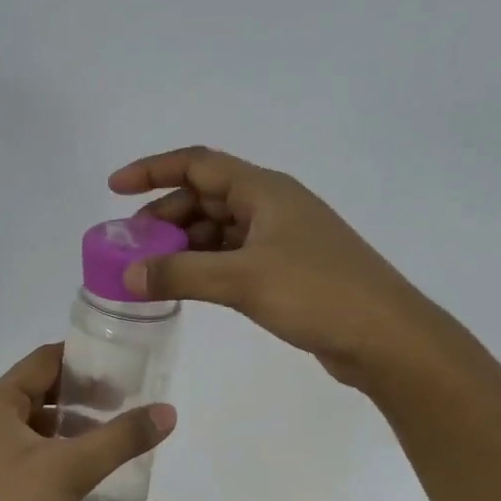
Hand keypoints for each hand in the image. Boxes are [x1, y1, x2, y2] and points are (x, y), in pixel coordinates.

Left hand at [0, 344, 175, 500]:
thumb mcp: (72, 470)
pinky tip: (79, 472)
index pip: (44, 360)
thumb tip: (168, 411)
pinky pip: (22, 454)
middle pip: (37, 390)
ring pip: (30, 426)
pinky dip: (52, 452)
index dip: (84, 359)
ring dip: (68, 426)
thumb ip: (122, 437)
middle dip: (80, 394)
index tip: (123, 367)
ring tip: (109, 435)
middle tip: (125, 401)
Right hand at [110, 146, 439, 387]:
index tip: (113, 188)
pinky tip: (186, 286)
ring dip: (183, 244)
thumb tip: (126, 276)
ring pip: (219, 229)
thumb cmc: (317, 292)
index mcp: (264, 189)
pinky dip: (205, 265)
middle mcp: (272, 205)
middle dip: (164, 215)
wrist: (386, 337)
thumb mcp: (242, 279)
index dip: (152, 170)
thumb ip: (180, 274)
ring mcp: (282, 238)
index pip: (197, 164)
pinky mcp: (288, 269)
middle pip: (205, 197)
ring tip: (149, 270)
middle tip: (129, 246)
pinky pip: (234, 256)